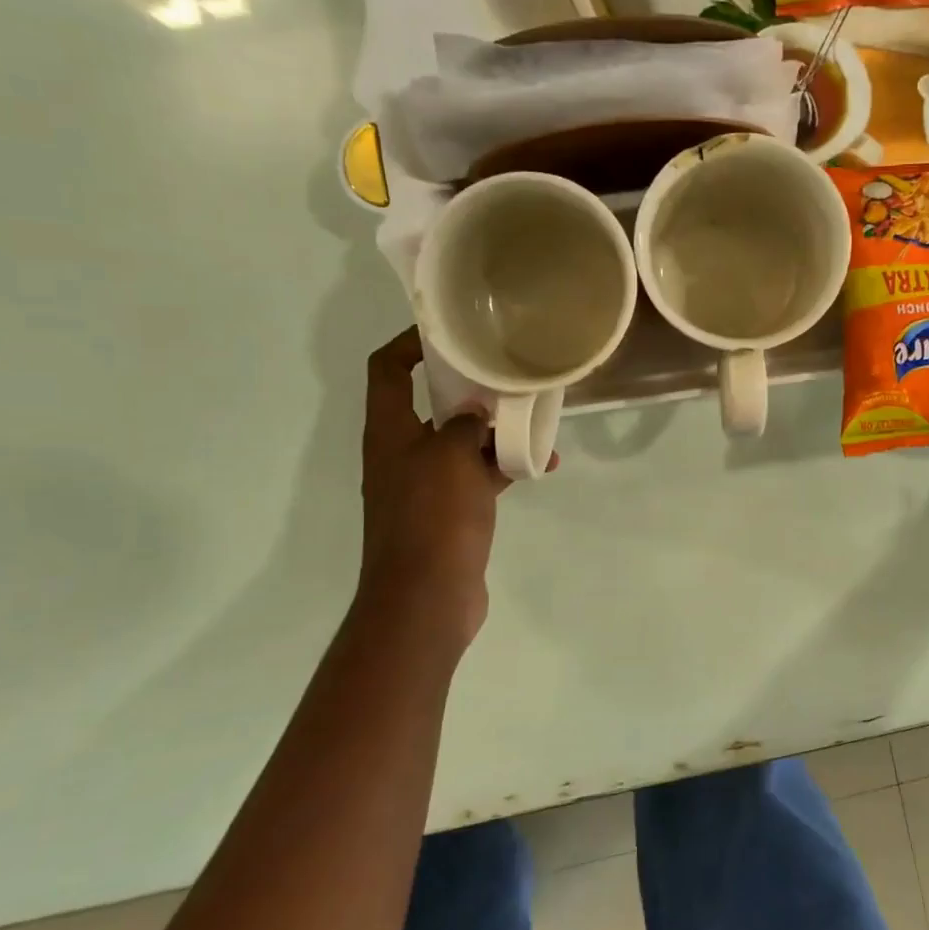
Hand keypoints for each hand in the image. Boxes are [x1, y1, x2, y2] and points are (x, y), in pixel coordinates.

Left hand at [353, 328, 511, 656]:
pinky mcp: (450, 512)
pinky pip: (478, 476)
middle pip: (430, 404)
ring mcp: (426, 485)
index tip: (449, 331)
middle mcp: (402, 453)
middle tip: (505, 371)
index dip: (409, 343)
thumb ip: (465, 425)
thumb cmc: (432, 518)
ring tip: (535, 418)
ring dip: (494, 429)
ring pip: (461, 442)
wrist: (426, 598)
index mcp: (389, 432)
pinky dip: (504, 467)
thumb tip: (476, 413)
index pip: (387, 370)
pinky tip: (541, 464)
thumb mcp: (451, 457)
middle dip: (467, 386)